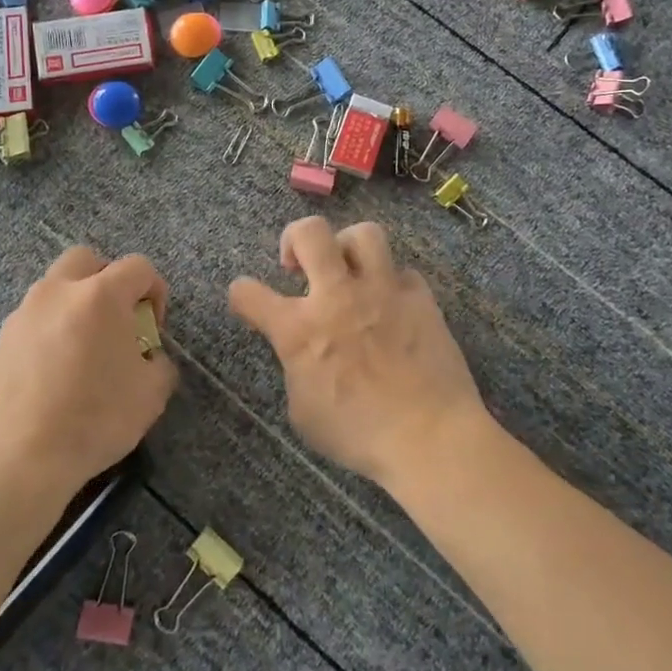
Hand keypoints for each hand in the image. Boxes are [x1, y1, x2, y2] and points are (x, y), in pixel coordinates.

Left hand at [0, 247, 177, 497]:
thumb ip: (159, 364)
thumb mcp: (151, 395)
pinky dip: (50, 330)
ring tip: (84, 349)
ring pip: (55, 287)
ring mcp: (24, 313)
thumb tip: (149, 359)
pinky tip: (55, 371)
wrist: (16, 459)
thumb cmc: (93, 419)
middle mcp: (59, 291)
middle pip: (87, 260)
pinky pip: (34, 319)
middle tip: (116, 320)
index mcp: (101, 295)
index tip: (153, 328)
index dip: (155, 291)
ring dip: (75, 304)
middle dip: (107, 280)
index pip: (138, 267)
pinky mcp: (1, 340)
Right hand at [227, 217, 490, 488]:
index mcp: (300, 330)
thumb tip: (302, 354)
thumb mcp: (303, 412)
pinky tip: (392, 305)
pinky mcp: (421, 298)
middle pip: (310, 232)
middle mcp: (338, 297)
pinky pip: (403, 272)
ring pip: (364, 234)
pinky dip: (392, 283)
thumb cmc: (358, 435)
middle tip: (299, 263)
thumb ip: (296, 369)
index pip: (249, 293)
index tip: (247, 299)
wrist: (430, 438)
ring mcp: (383, 291)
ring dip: (348, 247)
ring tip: (348, 270)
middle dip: (294, 237)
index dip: (242, 294)